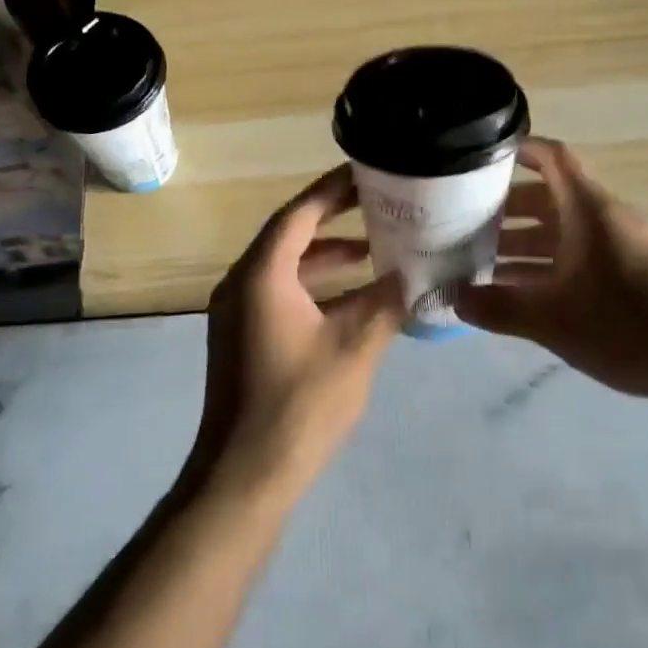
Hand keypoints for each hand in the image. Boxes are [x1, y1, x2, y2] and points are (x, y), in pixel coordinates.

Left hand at [198, 165, 405, 502]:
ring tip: (374, 249)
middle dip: (333, 220)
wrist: (245, 475)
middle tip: (377, 205)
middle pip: (289, 236)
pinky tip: (353, 298)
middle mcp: (241, 284)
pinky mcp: (242, 337)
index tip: (367, 172)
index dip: (333, 190)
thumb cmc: (300, 405)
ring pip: (285, 268)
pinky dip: (315, 288)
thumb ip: (385, 303)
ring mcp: (238, 312)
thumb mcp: (356, 349)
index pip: (298, 214)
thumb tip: (409, 275)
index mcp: (261, 276)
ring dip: (326, 257)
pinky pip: (280, 293)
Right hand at [454, 138, 647, 402]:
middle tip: (462, 222)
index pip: (552, 158)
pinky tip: (521, 293)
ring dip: (523, 242)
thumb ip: (498, 308)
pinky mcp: (631, 273)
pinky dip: (548, 265)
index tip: (480, 157)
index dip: (518, 149)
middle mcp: (605, 218)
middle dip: (505, 208)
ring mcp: (621, 246)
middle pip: (549, 197)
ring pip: (563, 231)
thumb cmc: (627, 326)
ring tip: (480, 261)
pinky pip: (579, 255)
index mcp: (588, 211)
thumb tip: (453, 299)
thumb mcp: (552, 320)